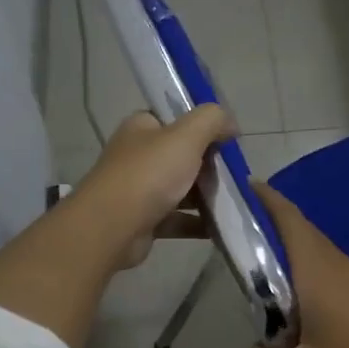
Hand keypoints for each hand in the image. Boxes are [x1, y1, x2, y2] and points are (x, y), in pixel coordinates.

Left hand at [74, 106, 236, 268]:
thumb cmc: (149, 174)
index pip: (175, 119)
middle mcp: (137, 156)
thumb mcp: (186, 136)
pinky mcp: (144, 221)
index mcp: (142, 128)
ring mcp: (139, 190)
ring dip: (206, 196)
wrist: (112, 227)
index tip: (228, 141)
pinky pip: (177, 219)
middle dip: (209, 165)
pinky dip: (198, 223)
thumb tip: (231, 123)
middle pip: (181, 156)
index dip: (202, 127)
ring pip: (180, 189)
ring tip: (236, 202)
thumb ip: (212, 120)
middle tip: (236, 175)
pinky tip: (221, 228)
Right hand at [239, 180, 348, 347]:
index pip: (286, 217)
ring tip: (254, 278)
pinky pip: (327, 274)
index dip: (260, 198)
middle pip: (297, 232)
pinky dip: (303, 278)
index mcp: (316, 268)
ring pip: (313, 255)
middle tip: (231, 239)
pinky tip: (293, 310)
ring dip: (284, 257)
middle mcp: (337, 264)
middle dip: (265, 228)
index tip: (236, 190)